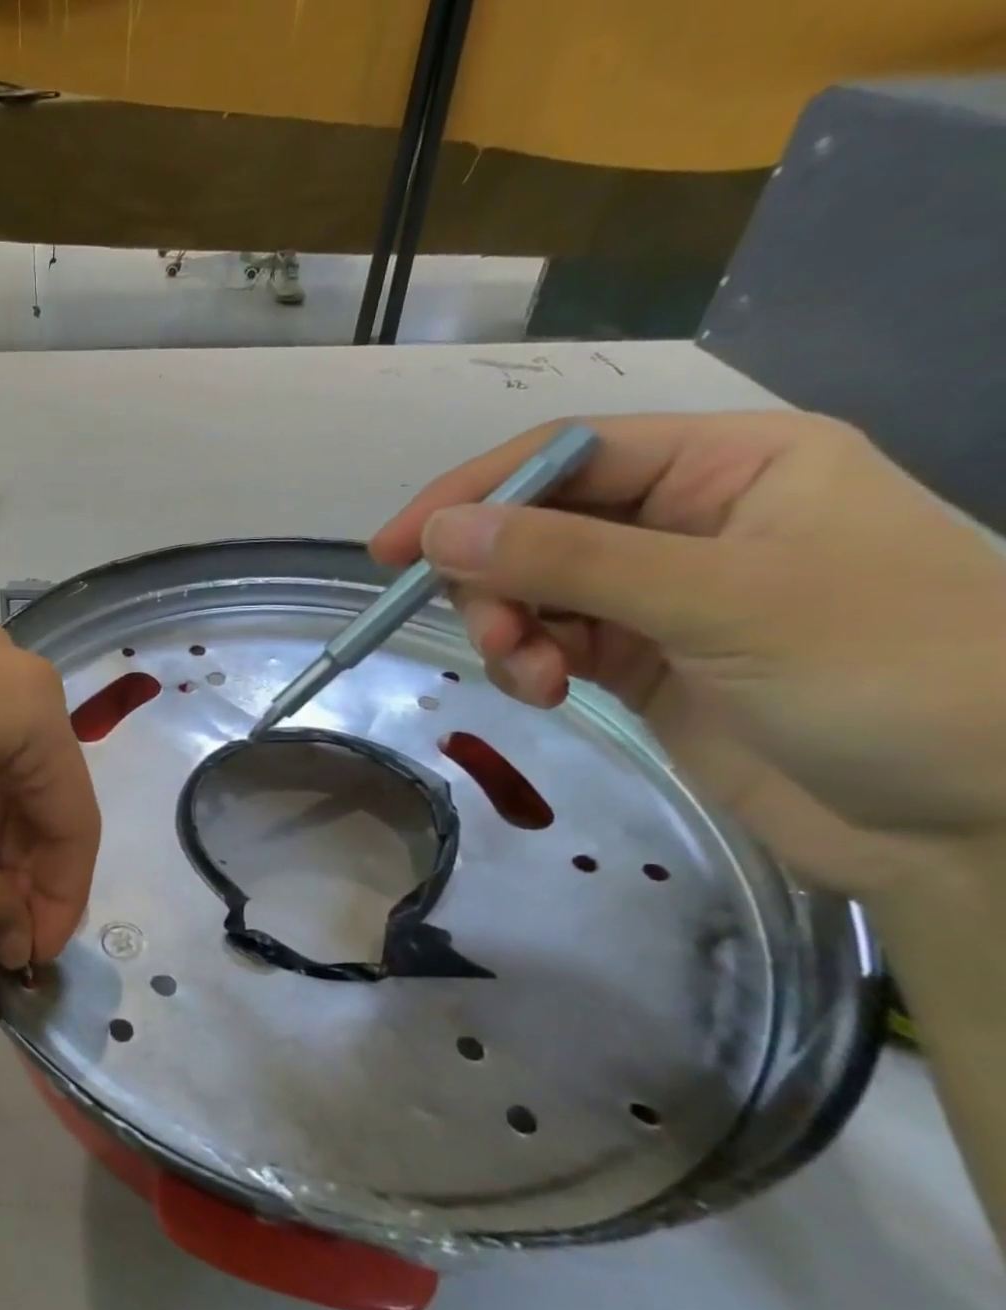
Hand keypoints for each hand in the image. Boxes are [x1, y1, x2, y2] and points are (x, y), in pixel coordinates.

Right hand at [370, 413, 1005, 905]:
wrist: (980, 822)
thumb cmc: (888, 674)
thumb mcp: (720, 599)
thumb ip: (570, 561)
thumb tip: (440, 533)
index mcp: (728, 466)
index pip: (567, 454)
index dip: (473, 493)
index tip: (395, 547)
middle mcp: (685, 521)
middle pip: (539, 526)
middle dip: (498, 579)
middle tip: (491, 636)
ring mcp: (659, 596)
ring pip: (534, 590)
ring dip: (510, 629)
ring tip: (526, 676)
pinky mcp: (639, 661)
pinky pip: (550, 642)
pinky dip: (529, 664)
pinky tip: (542, 692)